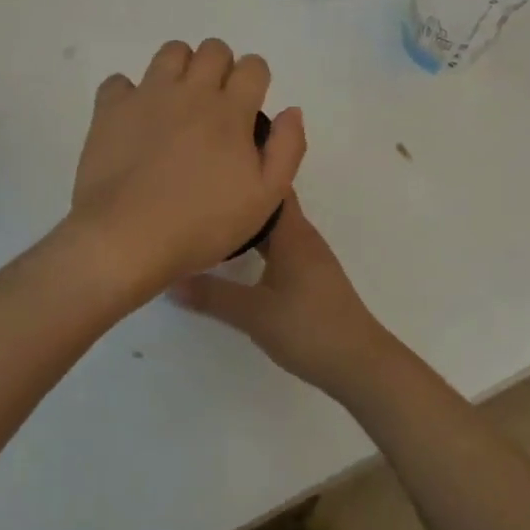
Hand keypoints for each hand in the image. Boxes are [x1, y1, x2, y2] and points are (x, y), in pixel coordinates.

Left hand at [69, 39, 305, 296]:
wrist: (126, 239)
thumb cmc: (202, 224)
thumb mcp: (265, 198)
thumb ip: (287, 149)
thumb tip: (291, 110)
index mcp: (231, 110)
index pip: (253, 66)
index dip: (255, 80)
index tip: (249, 107)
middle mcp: (191, 91)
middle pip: (214, 49)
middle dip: (221, 68)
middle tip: (215, 105)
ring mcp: (148, 95)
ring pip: (171, 52)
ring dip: (181, 69)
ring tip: (178, 103)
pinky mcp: (111, 109)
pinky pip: (119, 81)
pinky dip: (129, 94)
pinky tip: (135, 120)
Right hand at [172, 195, 401, 401]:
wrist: (359, 362)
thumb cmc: (308, 328)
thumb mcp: (254, 314)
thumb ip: (212, 295)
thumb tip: (170, 279)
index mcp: (293, 233)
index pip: (270, 187)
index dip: (247, 172)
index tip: (214, 167)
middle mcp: (303, 237)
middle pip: (270, 206)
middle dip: (241, 198)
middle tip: (202, 195)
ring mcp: (310, 257)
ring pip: (276, 229)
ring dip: (249, 224)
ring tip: (212, 221)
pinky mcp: (311, 277)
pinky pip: (281, 247)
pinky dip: (259, 245)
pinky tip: (239, 258)